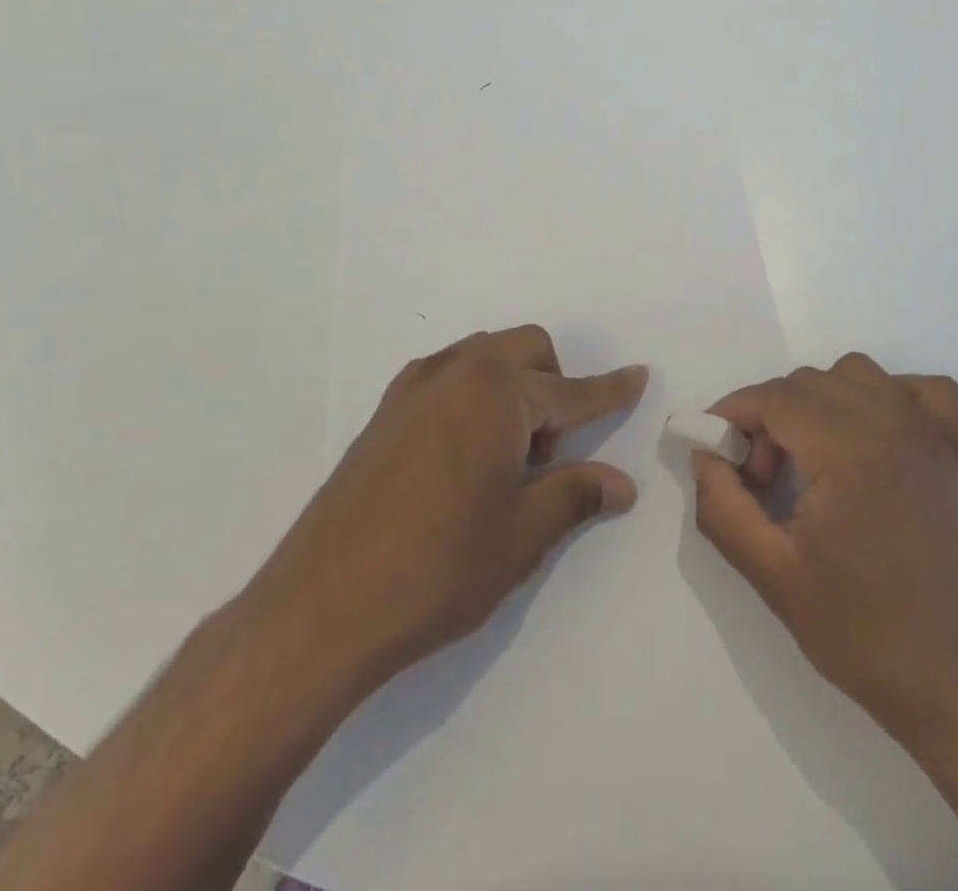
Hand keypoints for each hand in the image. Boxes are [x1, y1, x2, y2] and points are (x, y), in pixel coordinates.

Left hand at [237, 325, 646, 701]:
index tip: (638, 375)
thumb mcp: (522, 536)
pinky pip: (447, 377)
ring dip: (511, 387)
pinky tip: (463, 456)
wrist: (319, 609)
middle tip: (546, 454)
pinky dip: (473, 395)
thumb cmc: (438, 569)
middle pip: (526, 349)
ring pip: (484, 357)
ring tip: (503, 459)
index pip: (572, 391)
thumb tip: (623, 483)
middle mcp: (457, 373)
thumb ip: (576, 495)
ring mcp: (414, 388)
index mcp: (498, 394)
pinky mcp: (385, 411)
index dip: (610, 390)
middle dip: (553, 385)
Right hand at [690, 353, 957, 746]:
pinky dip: (888, 396)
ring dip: (818, 401)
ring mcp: (928, 432)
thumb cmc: (862, 631)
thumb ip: (723, 506)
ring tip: (810, 459)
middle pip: (806, 382)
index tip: (716, 454)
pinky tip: (872, 437)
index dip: (732, 416)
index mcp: (846, 448)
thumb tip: (705, 455)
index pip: (772, 397)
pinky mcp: (953, 450)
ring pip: (855, 374)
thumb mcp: (771, 574)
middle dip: (768, 418)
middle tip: (760, 480)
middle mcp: (889, 422)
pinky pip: (919, 389)